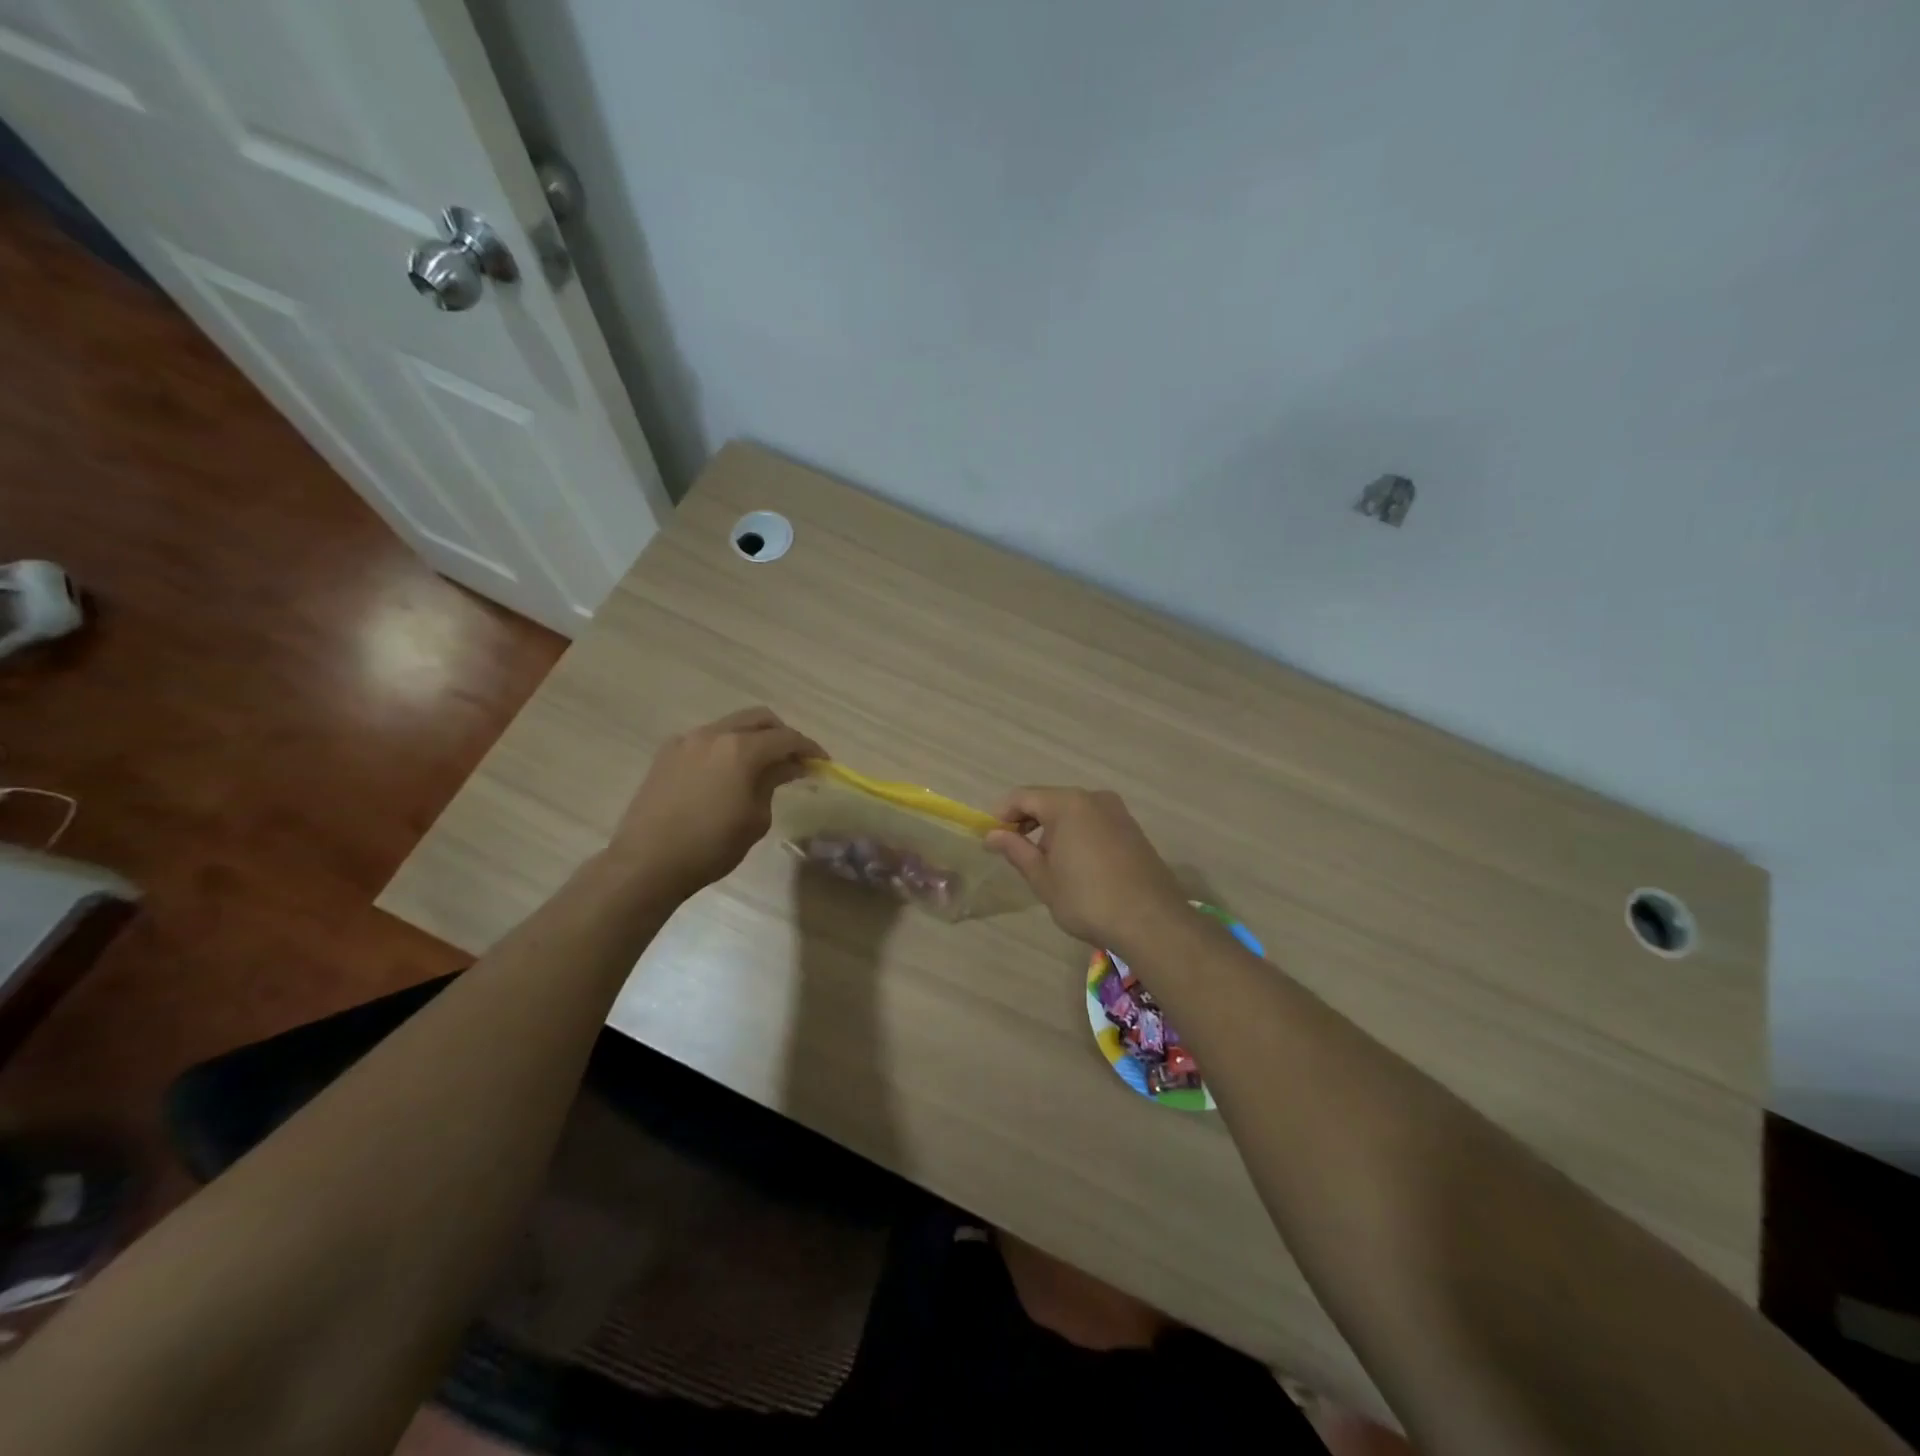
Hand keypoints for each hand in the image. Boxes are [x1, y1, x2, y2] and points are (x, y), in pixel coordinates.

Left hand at [608, 707, 824, 899]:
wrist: (647, 862)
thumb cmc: (711, 846)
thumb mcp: (756, 818)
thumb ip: (773, 783)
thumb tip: (787, 767)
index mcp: (741, 749)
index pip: (786, 738)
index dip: (809, 748)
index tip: (823, 763)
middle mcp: (714, 734)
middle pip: (758, 719)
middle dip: (781, 734)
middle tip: (794, 758)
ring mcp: (686, 741)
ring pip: (730, 726)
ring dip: (752, 738)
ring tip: (761, 766)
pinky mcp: (666, 754)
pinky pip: (706, 740)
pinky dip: (726, 747)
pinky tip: (727, 773)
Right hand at [985, 787, 1186, 949]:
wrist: (1151, 921)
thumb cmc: (1087, 899)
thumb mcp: (1043, 878)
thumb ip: (1016, 850)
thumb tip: (993, 835)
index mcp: (1067, 803)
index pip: (1022, 797)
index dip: (1001, 814)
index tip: (990, 837)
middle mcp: (1094, 798)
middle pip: (1049, 800)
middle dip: (1027, 821)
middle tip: (1013, 850)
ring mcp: (1118, 812)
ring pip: (1073, 811)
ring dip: (1053, 828)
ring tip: (1043, 860)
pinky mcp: (1133, 829)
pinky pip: (1094, 822)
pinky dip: (1077, 833)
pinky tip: (1074, 863)